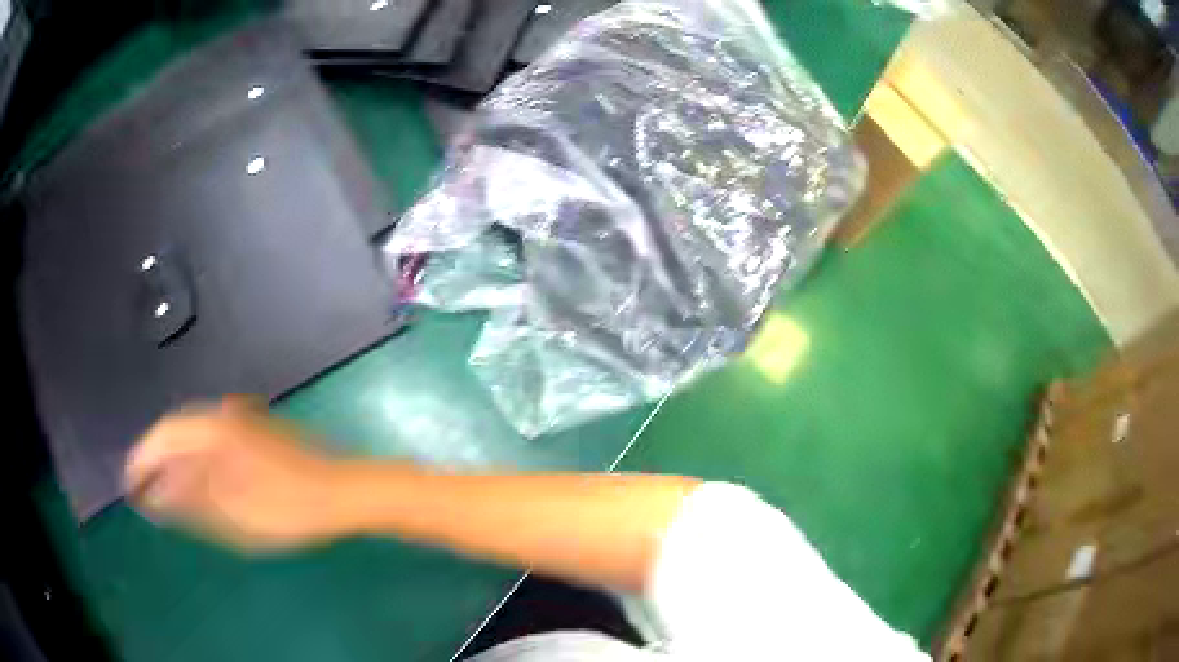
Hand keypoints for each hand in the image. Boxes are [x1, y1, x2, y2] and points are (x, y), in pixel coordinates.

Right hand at [124, 397, 356, 551]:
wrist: (344, 493)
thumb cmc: (288, 508)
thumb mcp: (232, 513)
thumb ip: (188, 499)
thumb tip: (153, 493)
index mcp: (213, 429)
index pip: (163, 436)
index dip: (142, 459)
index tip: (129, 485)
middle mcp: (223, 414)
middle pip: (176, 431)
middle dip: (155, 459)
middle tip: (143, 490)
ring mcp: (242, 420)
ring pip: (194, 435)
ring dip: (175, 460)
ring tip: (163, 490)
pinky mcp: (255, 432)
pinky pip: (213, 441)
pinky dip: (197, 460)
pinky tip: (196, 482)